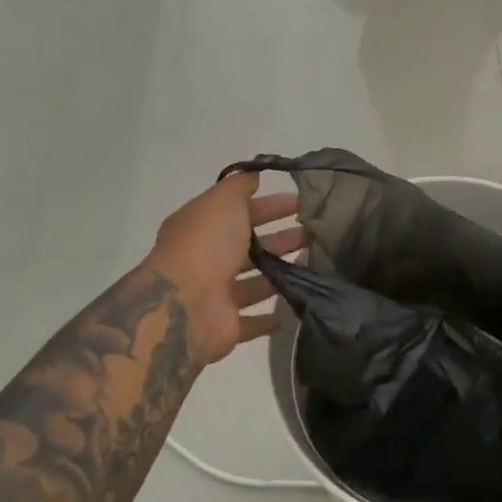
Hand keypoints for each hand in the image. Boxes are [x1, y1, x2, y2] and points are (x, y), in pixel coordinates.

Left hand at [143, 172, 303, 367]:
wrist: (185, 306)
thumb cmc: (206, 246)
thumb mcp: (223, 201)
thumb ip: (239, 186)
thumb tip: (253, 175)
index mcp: (202, 228)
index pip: (241, 212)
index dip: (271, 206)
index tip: (303, 204)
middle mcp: (207, 259)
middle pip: (250, 246)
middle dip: (282, 238)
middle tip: (316, 235)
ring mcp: (215, 294)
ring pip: (255, 281)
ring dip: (281, 273)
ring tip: (315, 265)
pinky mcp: (225, 326)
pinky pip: (252, 320)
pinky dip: (270, 316)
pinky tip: (296, 305)